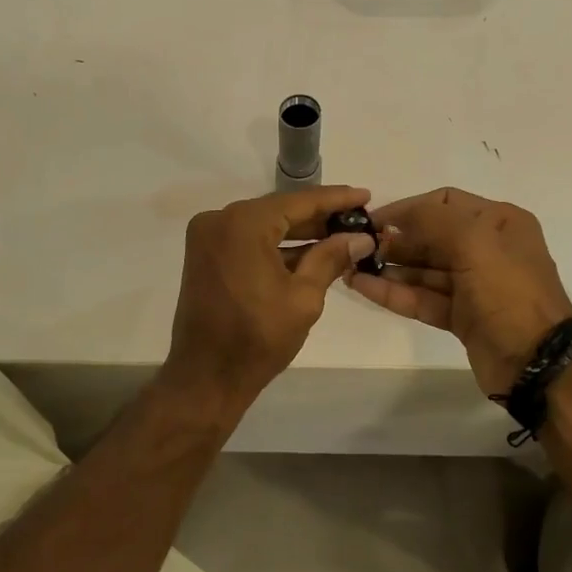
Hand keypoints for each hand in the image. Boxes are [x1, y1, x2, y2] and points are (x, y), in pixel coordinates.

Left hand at [163, 185, 377, 409]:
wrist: (206, 376)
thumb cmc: (258, 337)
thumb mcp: (303, 297)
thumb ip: (331, 258)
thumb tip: (361, 238)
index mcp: (243, 224)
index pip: (298, 202)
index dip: (335, 199)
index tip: (365, 195)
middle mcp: (219, 220)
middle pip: (279, 210)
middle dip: (318, 217)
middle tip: (357, 219)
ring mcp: (207, 238)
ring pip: (263, 226)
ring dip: (298, 233)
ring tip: (340, 236)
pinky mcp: (205, 256)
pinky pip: (247, 241)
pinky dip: (275, 247)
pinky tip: (309, 253)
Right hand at [349, 187, 571, 395]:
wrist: (536, 361)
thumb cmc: (508, 292)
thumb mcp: (474, 242)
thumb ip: (431, 220)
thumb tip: (394, 219)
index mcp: (498, 222)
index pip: (445, 202)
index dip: (408, 208)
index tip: (372, 220)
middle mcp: (487, 248)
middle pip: (431, 236)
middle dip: (395, 240)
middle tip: (357, 247)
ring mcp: (473, 285)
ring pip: (423, 269)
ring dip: (389, 267)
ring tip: (351, 267)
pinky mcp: (460, 316)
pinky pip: (421, 297)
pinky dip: (394, 292)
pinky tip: (363, 287)